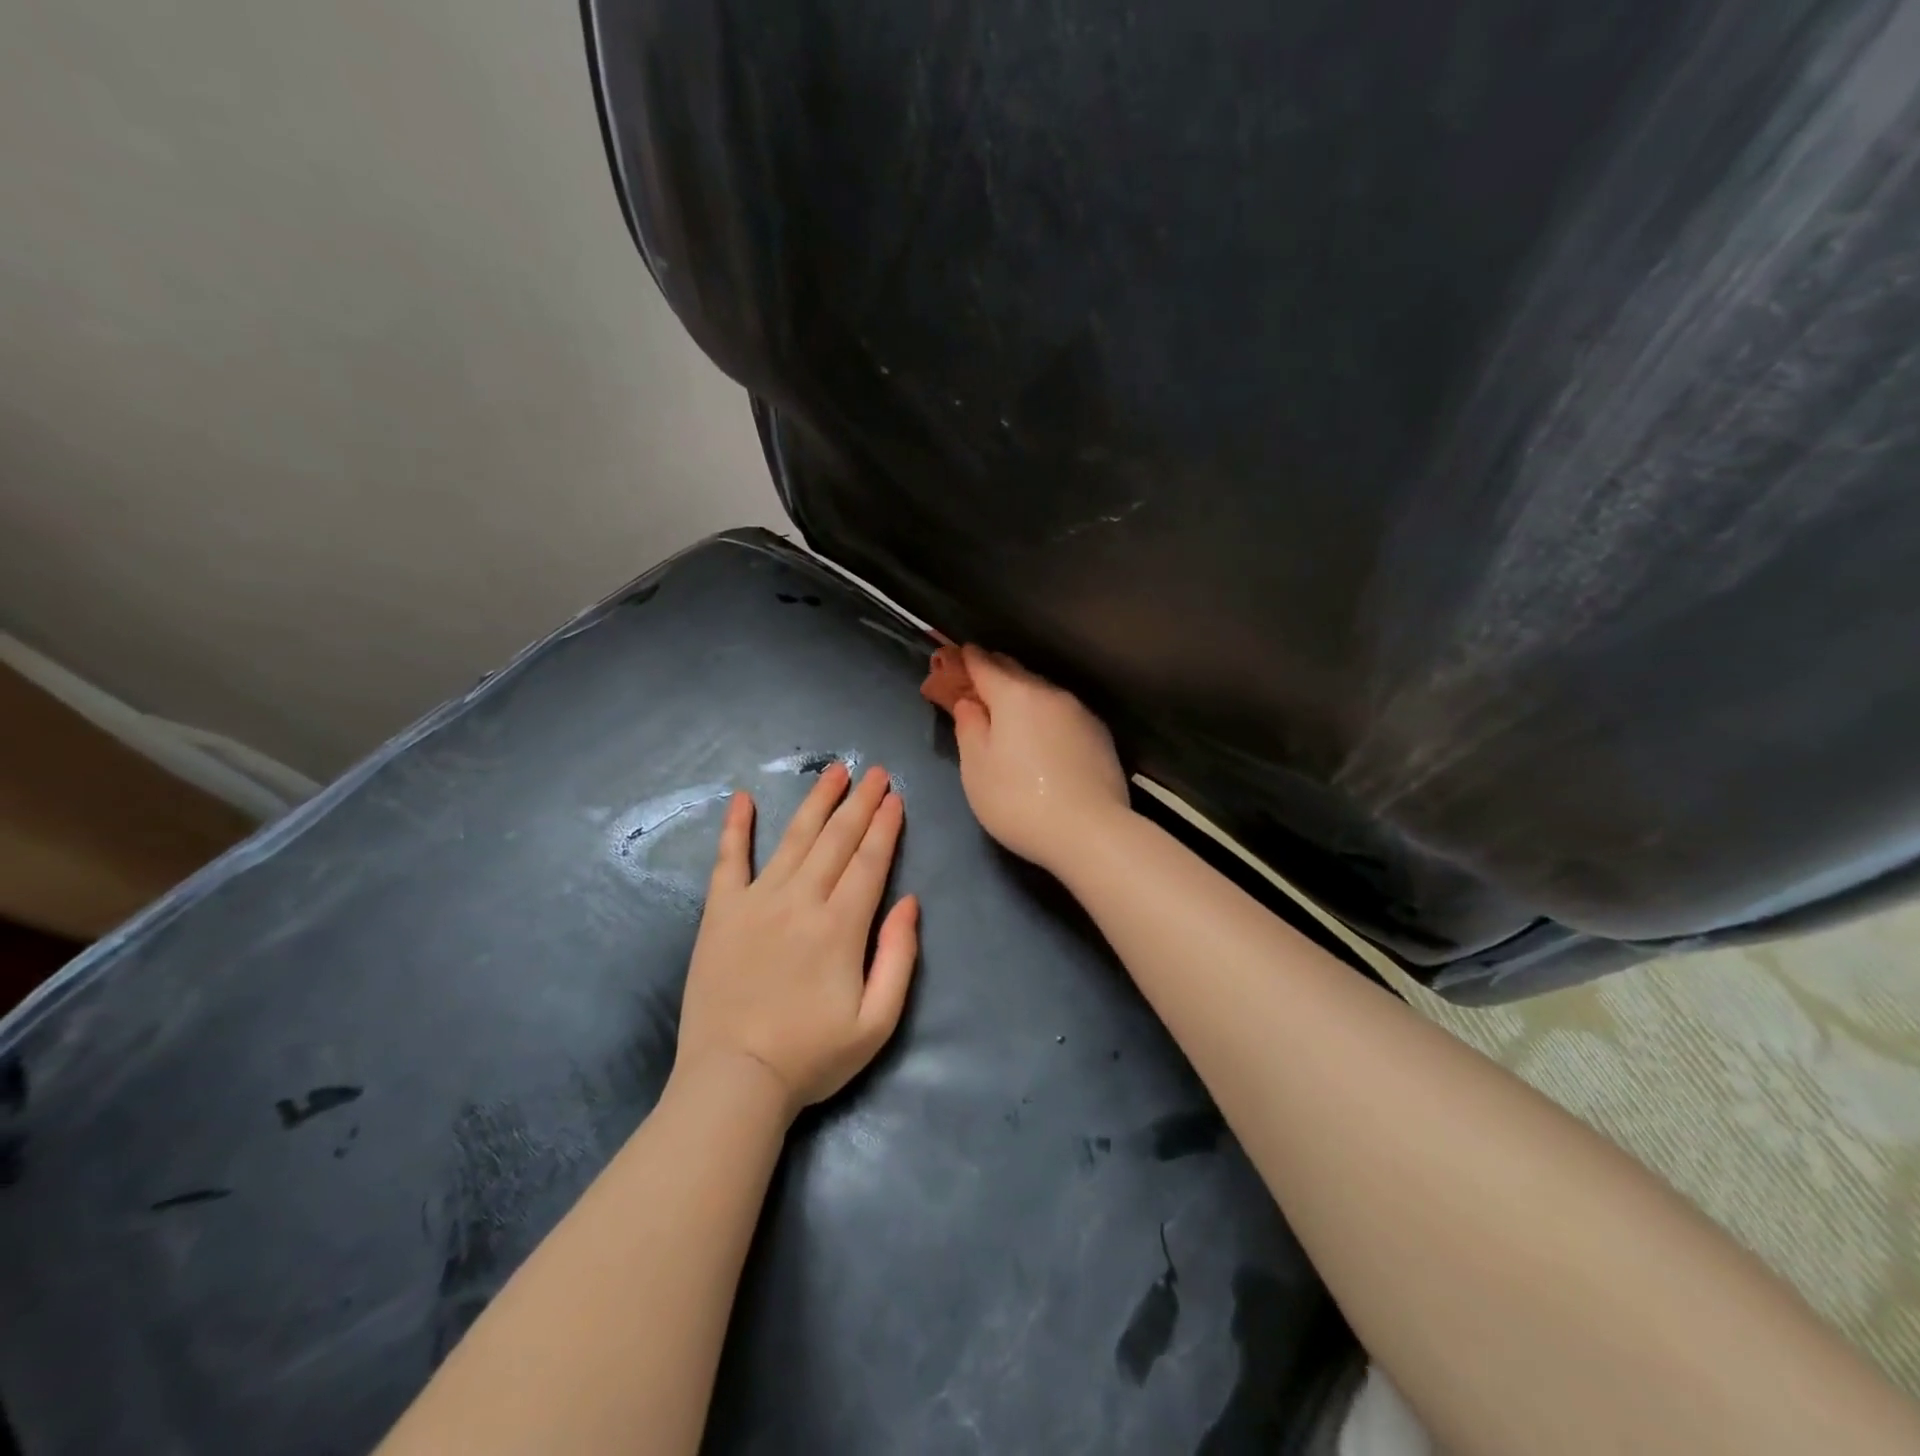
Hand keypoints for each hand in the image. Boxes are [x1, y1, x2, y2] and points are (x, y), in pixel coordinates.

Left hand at [675, 763, 918, 1118]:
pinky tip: (742, 798)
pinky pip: (728, 860)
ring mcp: (756, 901)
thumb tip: (910, 903)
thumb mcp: (877, 1022)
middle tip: (876, 772)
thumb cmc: (811, 1056)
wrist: (734, 1080)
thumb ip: (899, 957)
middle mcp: (801, 900)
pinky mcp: (721, 912)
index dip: (885, 827)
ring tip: (834, 771)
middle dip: (860, 802)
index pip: (870, 861)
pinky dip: (736, 827)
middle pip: (837, 839)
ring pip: (794, 838)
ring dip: (817, 801)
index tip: (896, 798)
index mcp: (841, 926)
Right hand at [950, 645, 1130, 872]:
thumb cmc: (1018, 801)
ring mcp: (1079, 712)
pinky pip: (1062, 712)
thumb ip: (968, 726)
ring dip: (1020, 694)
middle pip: (1015, 671)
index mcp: (1014, 695)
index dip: (964, 660)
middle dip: (992, 672)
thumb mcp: (976, 768)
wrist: (1091, 832)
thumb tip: (968, 702)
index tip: (952, 657)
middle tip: (974, 683)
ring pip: (1042, 691)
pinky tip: (1041, 734)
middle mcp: (1049, 693)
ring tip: (1007, 710)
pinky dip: (1044, 714)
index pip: (983, 664)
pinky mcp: (1099, 734)